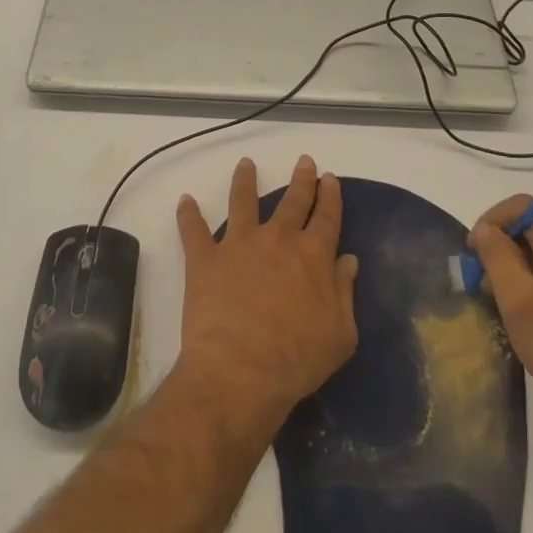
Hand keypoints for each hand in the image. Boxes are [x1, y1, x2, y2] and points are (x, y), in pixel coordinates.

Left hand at [174, 157, 358, 437]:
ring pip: (243, 201)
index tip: (329, 178)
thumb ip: (345, 293)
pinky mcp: (206, 258)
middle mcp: (278, 239)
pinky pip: (193, 230)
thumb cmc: (296, 360)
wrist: (240, 370)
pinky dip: (188, 214)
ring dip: (245, 180)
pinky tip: (184, 200)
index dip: (330, 196)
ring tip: (246, 164)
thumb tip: (348, 260)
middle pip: (293, 201)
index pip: (327, 217)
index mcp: (313, 256)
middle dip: (301, 179)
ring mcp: (239, 244)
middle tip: (304, 161)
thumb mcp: (340, 335)